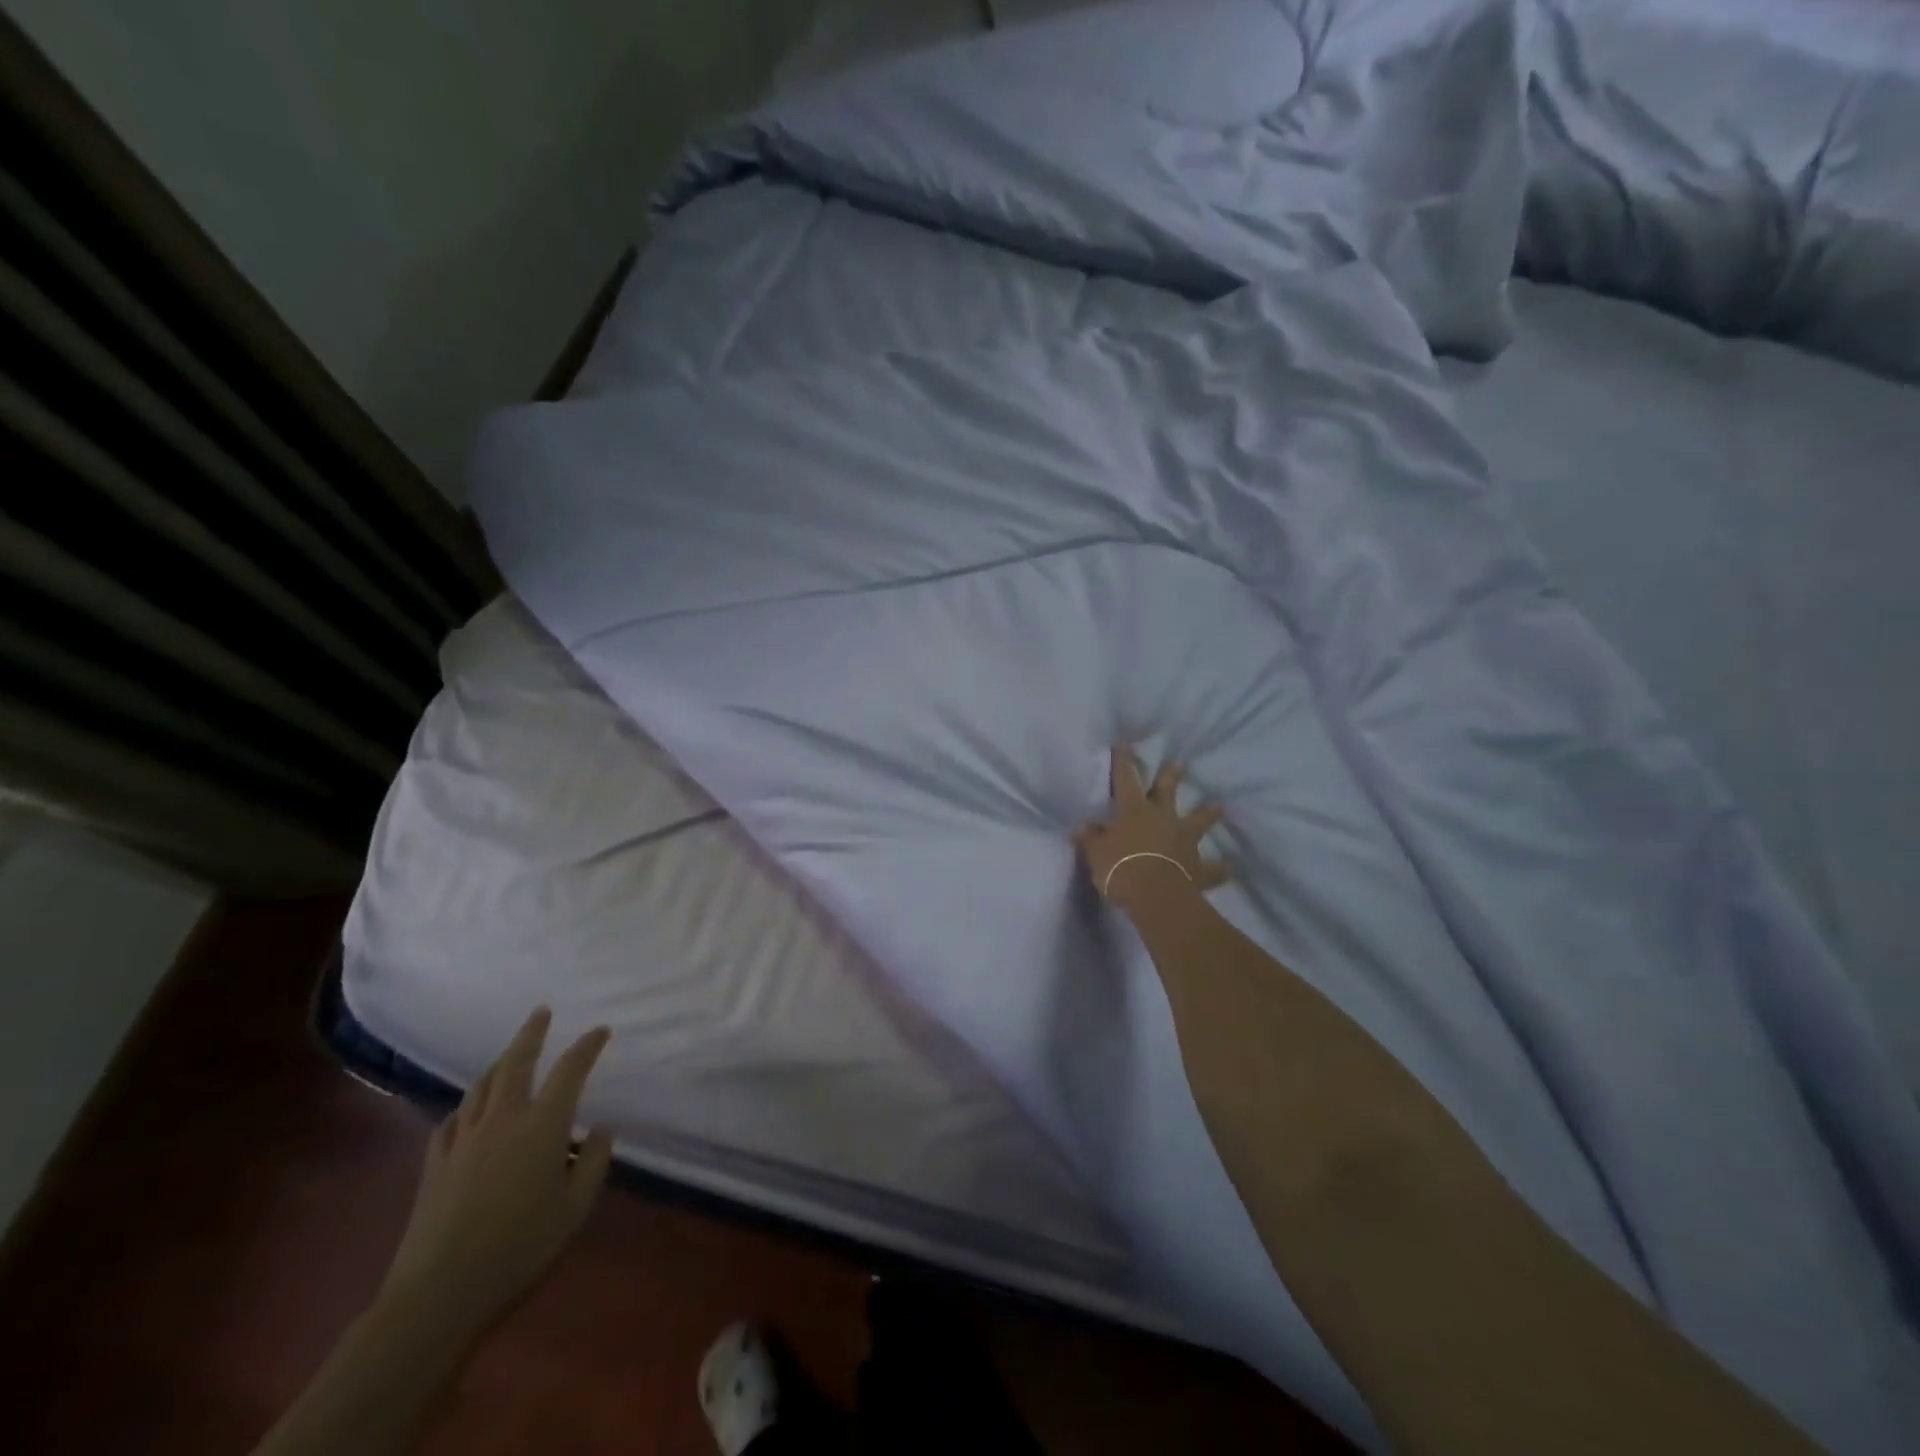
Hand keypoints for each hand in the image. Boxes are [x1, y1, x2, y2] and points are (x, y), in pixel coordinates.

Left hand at [381, 1008, 614, 1336]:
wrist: (437, 1295)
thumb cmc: (520, 1248)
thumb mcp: (576, 1207)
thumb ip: (595, 1161)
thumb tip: (600, 1129)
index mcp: (543, 1125)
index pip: (570, 1070)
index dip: (588, 1046)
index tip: (601, 1031)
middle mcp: (503, 1120)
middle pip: (516, 1063)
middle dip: (531, 1034)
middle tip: (541, 1013)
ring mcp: (463, 1141)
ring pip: (480, 1087)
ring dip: (498, 1064)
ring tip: (508, 1055)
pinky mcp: (435, 1166)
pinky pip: (451, 1120)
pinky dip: (465, 1106)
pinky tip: (467, 1111)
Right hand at [1077, 744, 1231, 909]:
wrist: (1155, 896)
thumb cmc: (1120, 868)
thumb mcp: (1095, 852)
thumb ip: (1091, 837)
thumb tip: (1083, 825)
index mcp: (1133, 811)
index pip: (1124, 780)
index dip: (1122, 761)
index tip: (1122, 744)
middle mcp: (1162, 818)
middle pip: (1167, 792)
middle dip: (1171, 776)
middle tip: (1180, 762)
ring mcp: (1184, 841)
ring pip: (1198, 822)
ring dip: (1207, 814)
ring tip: (1218, 806)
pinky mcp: (1198, 867)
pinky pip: (1212, 868)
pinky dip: (1220, 869)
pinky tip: (1228, 868)